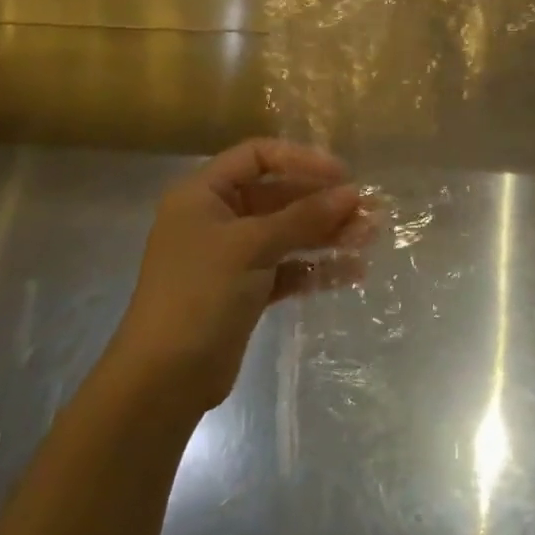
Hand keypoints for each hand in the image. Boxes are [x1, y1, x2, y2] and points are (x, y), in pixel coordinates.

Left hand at [111, 139, 368, 411]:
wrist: (165, 378)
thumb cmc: (200, 294)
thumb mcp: (252, 247)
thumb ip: (303, 217)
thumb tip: (352, 193)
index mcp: (204, 194)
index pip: (258, 157)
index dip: (301, 160)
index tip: (343, 176)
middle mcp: (218, 218)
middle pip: (278, 196)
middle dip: (323, 203)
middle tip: (370, 210)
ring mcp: (232, 257)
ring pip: (288, 234)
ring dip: (327, 234)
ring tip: (370, 237)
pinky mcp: (246, 290)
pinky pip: (288, 269)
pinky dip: (317, 269)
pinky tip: (353, 271)